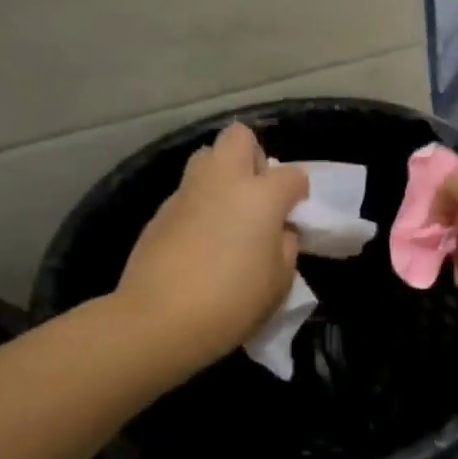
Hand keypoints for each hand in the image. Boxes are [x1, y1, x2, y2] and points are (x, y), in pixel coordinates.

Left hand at [114, 122, 308, 365]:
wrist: (158, 321)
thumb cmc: (232, 302)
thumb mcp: (280, 281)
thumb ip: (286, 246)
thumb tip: (279, 230)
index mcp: (261, 196)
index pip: (292, 175)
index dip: (299, 191)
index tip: (296, 213)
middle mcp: (223, 182)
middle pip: (239, 137)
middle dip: (254, 156)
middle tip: (259, 194)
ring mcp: (187, 193)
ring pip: (206, 158)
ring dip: (222, 174)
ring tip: (230, 213)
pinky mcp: (160, 213)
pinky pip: (188, 193)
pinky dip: (200, 204)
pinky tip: (202, 240)